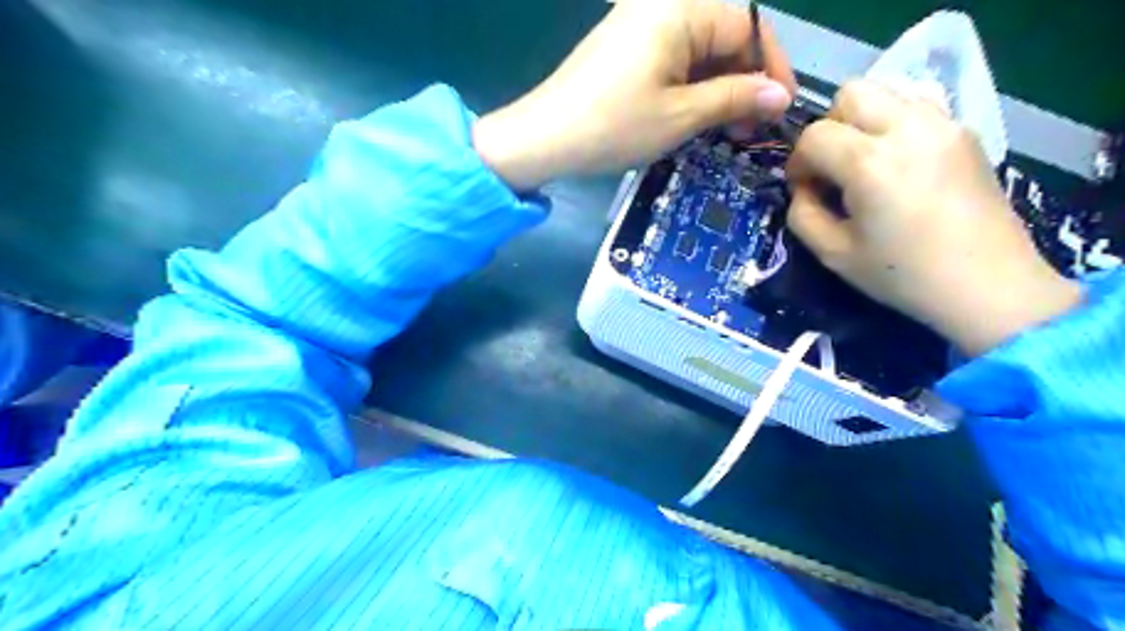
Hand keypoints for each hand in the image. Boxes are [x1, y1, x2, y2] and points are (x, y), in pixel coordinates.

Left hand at [470, 0, 793, 188]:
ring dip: (718, 88)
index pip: (748, 27)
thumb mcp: (682, 115)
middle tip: (751, 129)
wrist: (544, 138)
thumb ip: (735, 98)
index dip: (771, 69)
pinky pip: (672, 59)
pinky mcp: (624, 47)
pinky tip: (696, 116)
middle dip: (744, 82)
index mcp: (680, 8)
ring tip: (727, 130)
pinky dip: (690, 87)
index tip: (781, 109)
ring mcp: (639, 24)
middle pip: (723, 36)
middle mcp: (661, 5)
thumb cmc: (614, 125)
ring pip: (699, 51)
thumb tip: (780, 96)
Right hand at [785, 78, 1079, 355]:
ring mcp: (943, 125)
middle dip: (828, 128)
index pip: (815, 136)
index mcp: (870, 165)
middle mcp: (908, 130)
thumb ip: (802, 213)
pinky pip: (916, 105)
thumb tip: (804, 188)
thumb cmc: (903, 275)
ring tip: (863, 161)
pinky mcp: (965, 131)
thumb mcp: (833, 254)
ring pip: (886, 91)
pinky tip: (897, 161)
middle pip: (850, 94)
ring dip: (861, 121)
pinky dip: (893, 122)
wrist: (987, 285)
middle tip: (831, 166)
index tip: (803, 188)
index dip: (798, 162)